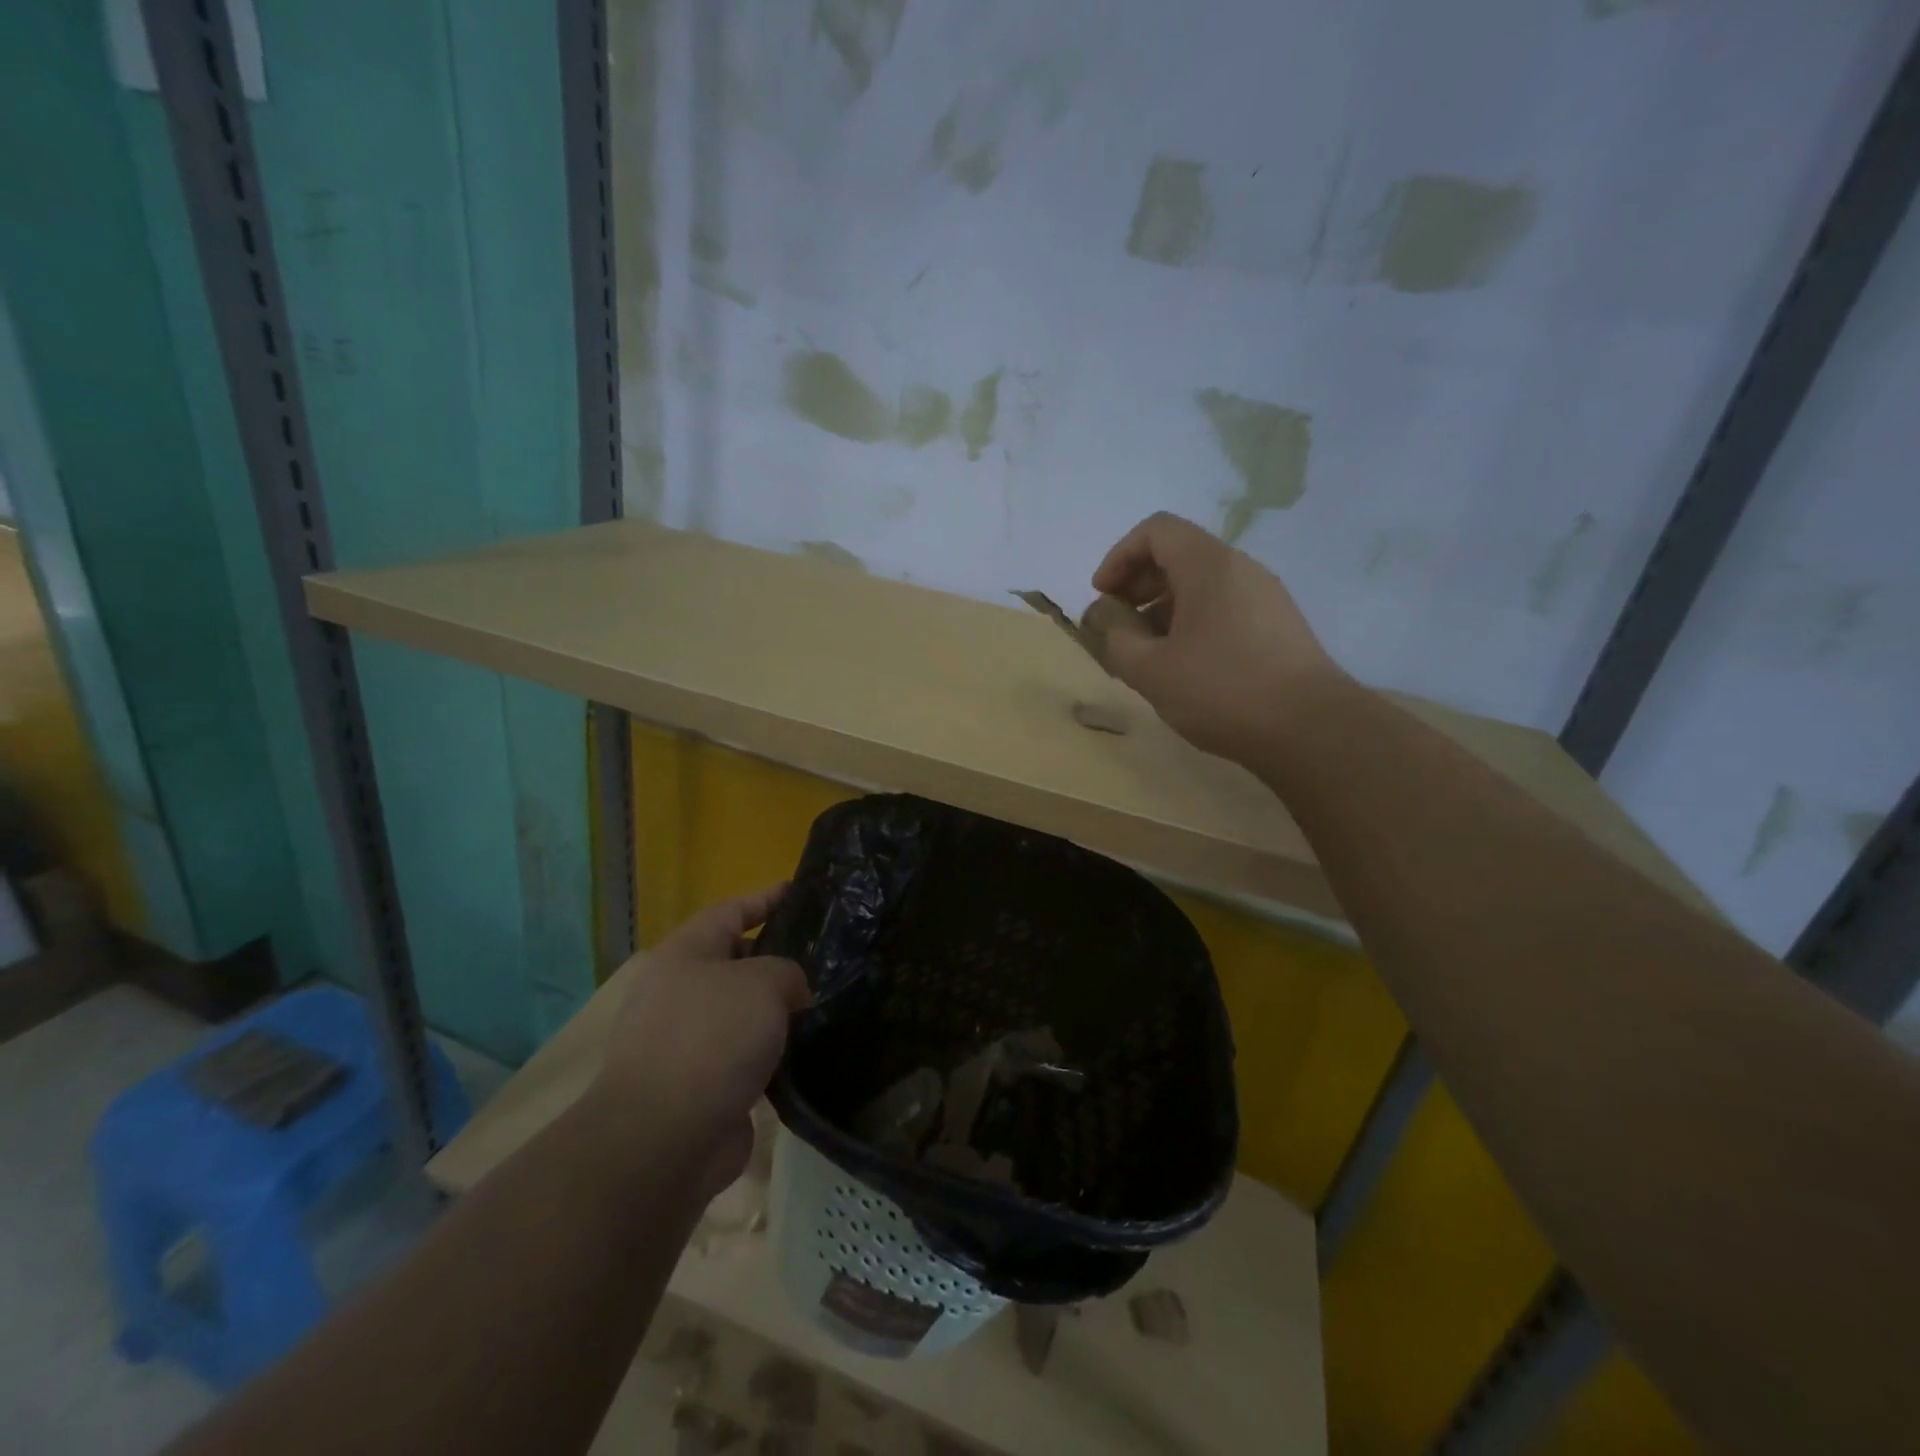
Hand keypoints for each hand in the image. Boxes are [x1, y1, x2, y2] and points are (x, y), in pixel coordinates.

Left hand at [590, 885, 810, 1197]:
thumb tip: (790, 994)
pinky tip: (804, 1056)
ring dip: (774, 1012)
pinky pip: (742, 1057)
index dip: (765, 898)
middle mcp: (678, 993)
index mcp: (684, 955)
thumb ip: (788, 972)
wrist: (663, 1139)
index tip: (799, 891)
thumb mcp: (764, 983)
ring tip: (822, 1006)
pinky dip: (769, 1055)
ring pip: (740, 1013)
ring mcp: (683, 1043)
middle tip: (823, 958)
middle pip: (734, 962)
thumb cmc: (712, 1039)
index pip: (730, 911)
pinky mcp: (696, 1087)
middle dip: (776, 959)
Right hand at [1092, 512, 1341, 764]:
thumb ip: (1115, 636)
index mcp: (1209, 566)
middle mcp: (1241, 569)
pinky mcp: (1278, 627)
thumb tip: (1103, 615)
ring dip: (1162, 609)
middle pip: (1179, 555)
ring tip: (1145, 655)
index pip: (1156, 530)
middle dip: (1137, 585)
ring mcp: (1265, 598)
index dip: (1119, 557)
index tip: (1103, 597)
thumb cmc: (1222, 690)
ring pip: (1201, 586)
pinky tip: (1183, 668)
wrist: (1311, 730)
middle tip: (1117, 627)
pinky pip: (1223, 609)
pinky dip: (1191, 624)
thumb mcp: (1150, 668)